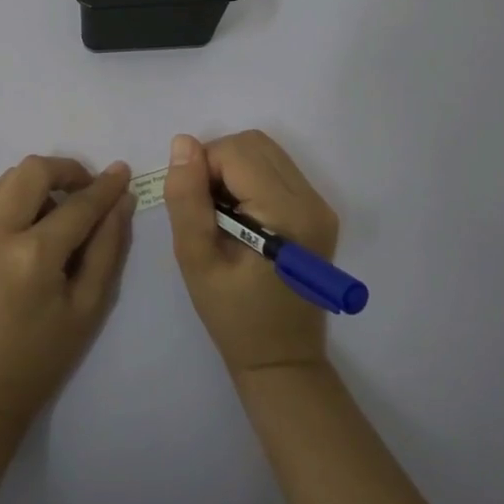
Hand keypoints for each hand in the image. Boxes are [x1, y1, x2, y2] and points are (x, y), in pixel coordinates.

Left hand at [0, 157, 134, 425]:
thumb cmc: (39, 361)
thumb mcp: (87, 309)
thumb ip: (107, 249)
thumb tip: (121, 202)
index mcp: (34, 255)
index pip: (79, 204)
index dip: (105, 186)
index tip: (122, 172)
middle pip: (34, 170)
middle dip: (67, 170)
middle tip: (86, 191)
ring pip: (7, 178)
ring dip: (38, 181)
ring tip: (57, 209)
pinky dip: (14, 197)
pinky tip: (29, 225)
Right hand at [165, 130, 339, 375]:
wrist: (282, 360)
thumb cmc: (233, 317)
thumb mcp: (196, 260)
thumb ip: (187, 199)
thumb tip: (183, 143)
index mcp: (286, 214)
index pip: (236, 152)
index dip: (204, 167)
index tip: (193, 207)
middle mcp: (312, 201)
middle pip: (254, 144)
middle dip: (218, 162)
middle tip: (204, 208)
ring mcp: (320, 205)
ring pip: (266, 152)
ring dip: (233, 168)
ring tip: (221, 214)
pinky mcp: (318, 212)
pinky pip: (277, 170)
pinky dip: (250, 179)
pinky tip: (241, 217)